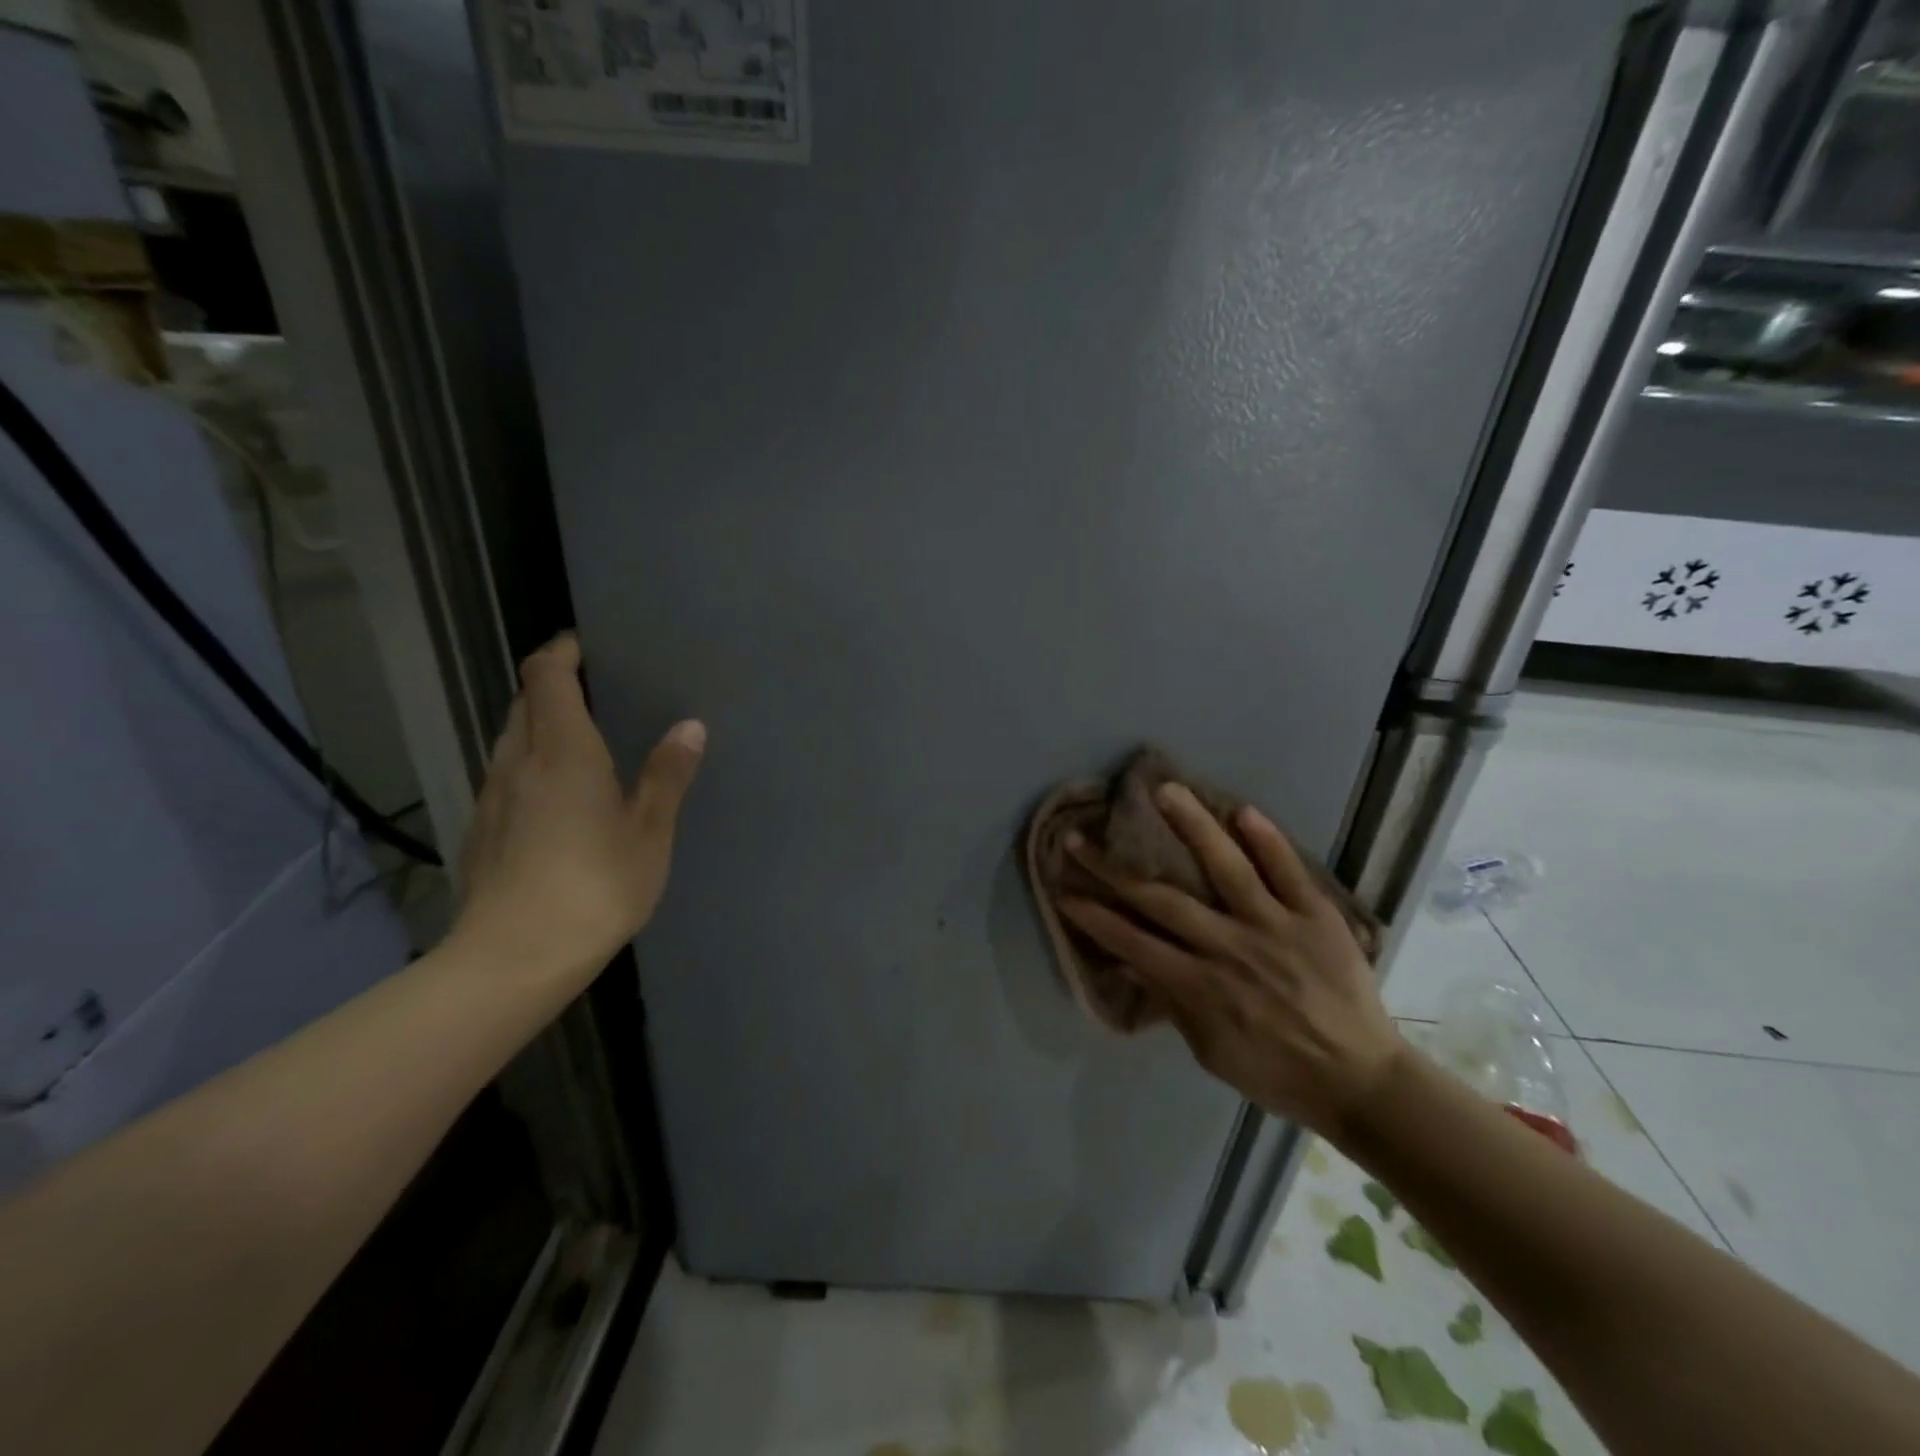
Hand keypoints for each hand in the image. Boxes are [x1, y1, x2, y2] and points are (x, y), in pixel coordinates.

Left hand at [450, 633, 704, 985]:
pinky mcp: (483, 830)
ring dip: (541, 726)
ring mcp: (493, 797)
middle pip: (524, 702)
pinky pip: (507, 775)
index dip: (561, 651)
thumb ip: (666, 775)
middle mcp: (518, 762)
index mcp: (562, 751)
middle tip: (596, 689)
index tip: (586, 644)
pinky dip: (531, 763)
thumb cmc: (594, 886)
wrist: (513, 958)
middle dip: (553, 685)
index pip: (546, 676)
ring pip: (511, 739)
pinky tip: (558, 796)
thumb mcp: (648, 832)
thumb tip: (690, 725)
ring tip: (582, 740)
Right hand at [1059, 783, 1403, 1134]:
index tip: (1064, 890)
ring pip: (1227, 868)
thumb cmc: (1276, 1072)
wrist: (1362, 1081)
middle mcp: (1230, 948)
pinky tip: (1243, 810)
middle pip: (1161, 899)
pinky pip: (1289, 872)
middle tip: (1080, 838)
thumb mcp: (1210, 1052)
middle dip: (1113, 868)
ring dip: (1191, 827)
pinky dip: (1268, 841)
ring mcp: (1275, 927)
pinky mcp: (1316, 917)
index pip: (1133, 942)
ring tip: (1164, 791)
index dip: (1094, 916)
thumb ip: (1174, 1003)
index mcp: (1201, 987)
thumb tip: (1134, 961)